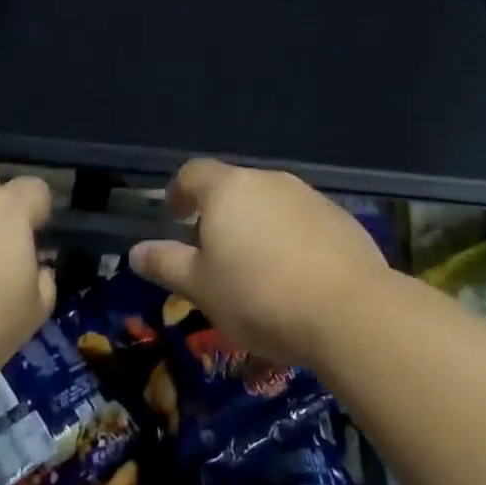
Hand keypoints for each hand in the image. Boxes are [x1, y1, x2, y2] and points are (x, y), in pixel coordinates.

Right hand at [129, 161, 389, 372]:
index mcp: (228, 189)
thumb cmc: (259, 296)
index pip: (192, 172)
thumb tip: (135, 252)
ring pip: (271, 204)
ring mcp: (310, 197)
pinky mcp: (342, 219)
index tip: (174, 218)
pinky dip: (290, 239)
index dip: (178, 192)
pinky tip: (295, 276)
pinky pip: (303, 222)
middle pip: (234, 187)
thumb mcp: (200, 286)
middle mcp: (269, 181)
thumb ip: (166, 264)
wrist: (350, 312)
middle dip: (218, 213)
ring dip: (256, 226)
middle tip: (212, 252)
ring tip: (255, 268)